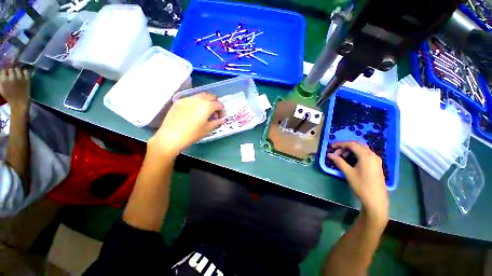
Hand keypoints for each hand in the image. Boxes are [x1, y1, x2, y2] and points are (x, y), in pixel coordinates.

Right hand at [0, 68, 29, 108]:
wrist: (19, 102)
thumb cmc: (9, 96)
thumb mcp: (1, 88)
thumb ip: (1, 80)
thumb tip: (2, 73)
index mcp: (4, 80)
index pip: (3, 70)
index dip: (5, 72)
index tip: (6, 74)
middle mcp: (12, 77)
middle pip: (10, 69)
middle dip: (10, 72)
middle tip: (11, 76)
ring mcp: (20, 77)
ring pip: (17, 69)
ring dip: (17, 72)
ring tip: (17, 76)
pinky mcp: (27, 79)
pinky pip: (25, 71)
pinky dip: (24, 72)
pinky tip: (22, 75)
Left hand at [149, 93, 224, 156]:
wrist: (170, 137)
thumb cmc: (192, 134)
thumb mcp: (207, 129)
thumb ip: (216, 122)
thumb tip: (221, 120)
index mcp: (207, 106)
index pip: (219, 104)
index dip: (222, 110)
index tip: (220, 117)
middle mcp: (198, 99)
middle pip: (211, 96)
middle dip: (215, 103)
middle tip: (214, 113)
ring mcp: (187, 99)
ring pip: (201, 95)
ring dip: (206, 101)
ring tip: (204, 111)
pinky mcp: (179, 101)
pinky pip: (191, 98)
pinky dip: (196, 102)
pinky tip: (193, 112)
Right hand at [328, 141, 388, 226]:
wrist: (376, 200)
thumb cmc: (361, 185)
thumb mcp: (348, 172)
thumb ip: (339, 161)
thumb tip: (329, 154)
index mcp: (366, 156)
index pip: (351, 144)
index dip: (340, 144)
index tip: (331, 147)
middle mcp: (372, 155)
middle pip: (357, 145)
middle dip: (345, 146)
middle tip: (336, 152)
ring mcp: (376, 160)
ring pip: (362, 149)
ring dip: (351, 150)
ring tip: (342, 157)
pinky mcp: (377, 164)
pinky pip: (366, 154)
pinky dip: (357, 154)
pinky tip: (351, 160)